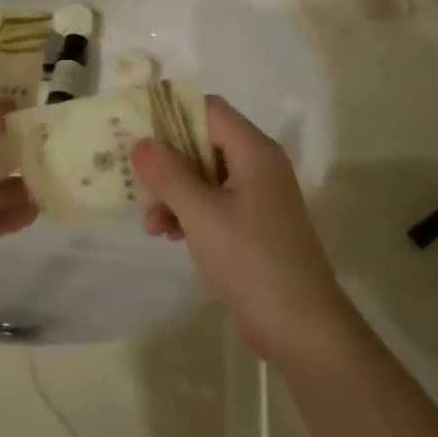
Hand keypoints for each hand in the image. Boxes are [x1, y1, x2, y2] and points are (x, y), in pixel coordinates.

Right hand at [133, 96, 355, 364]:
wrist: (301, 326)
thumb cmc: (251, 259)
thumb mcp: (201, 214)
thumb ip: (168, 174)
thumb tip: (141, 143)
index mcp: (254, 151)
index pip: (208, 109)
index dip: (171, 114)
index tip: (137, 131)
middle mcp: (259, 165)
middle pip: (204, 141)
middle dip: (168, 161)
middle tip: (136, 179)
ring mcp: (259, 196)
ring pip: (205, 175)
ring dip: (175, 192)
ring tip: (152, 223)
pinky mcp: (255, 224)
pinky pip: (215, 202)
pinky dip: (191, 212)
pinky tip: (170, 235)